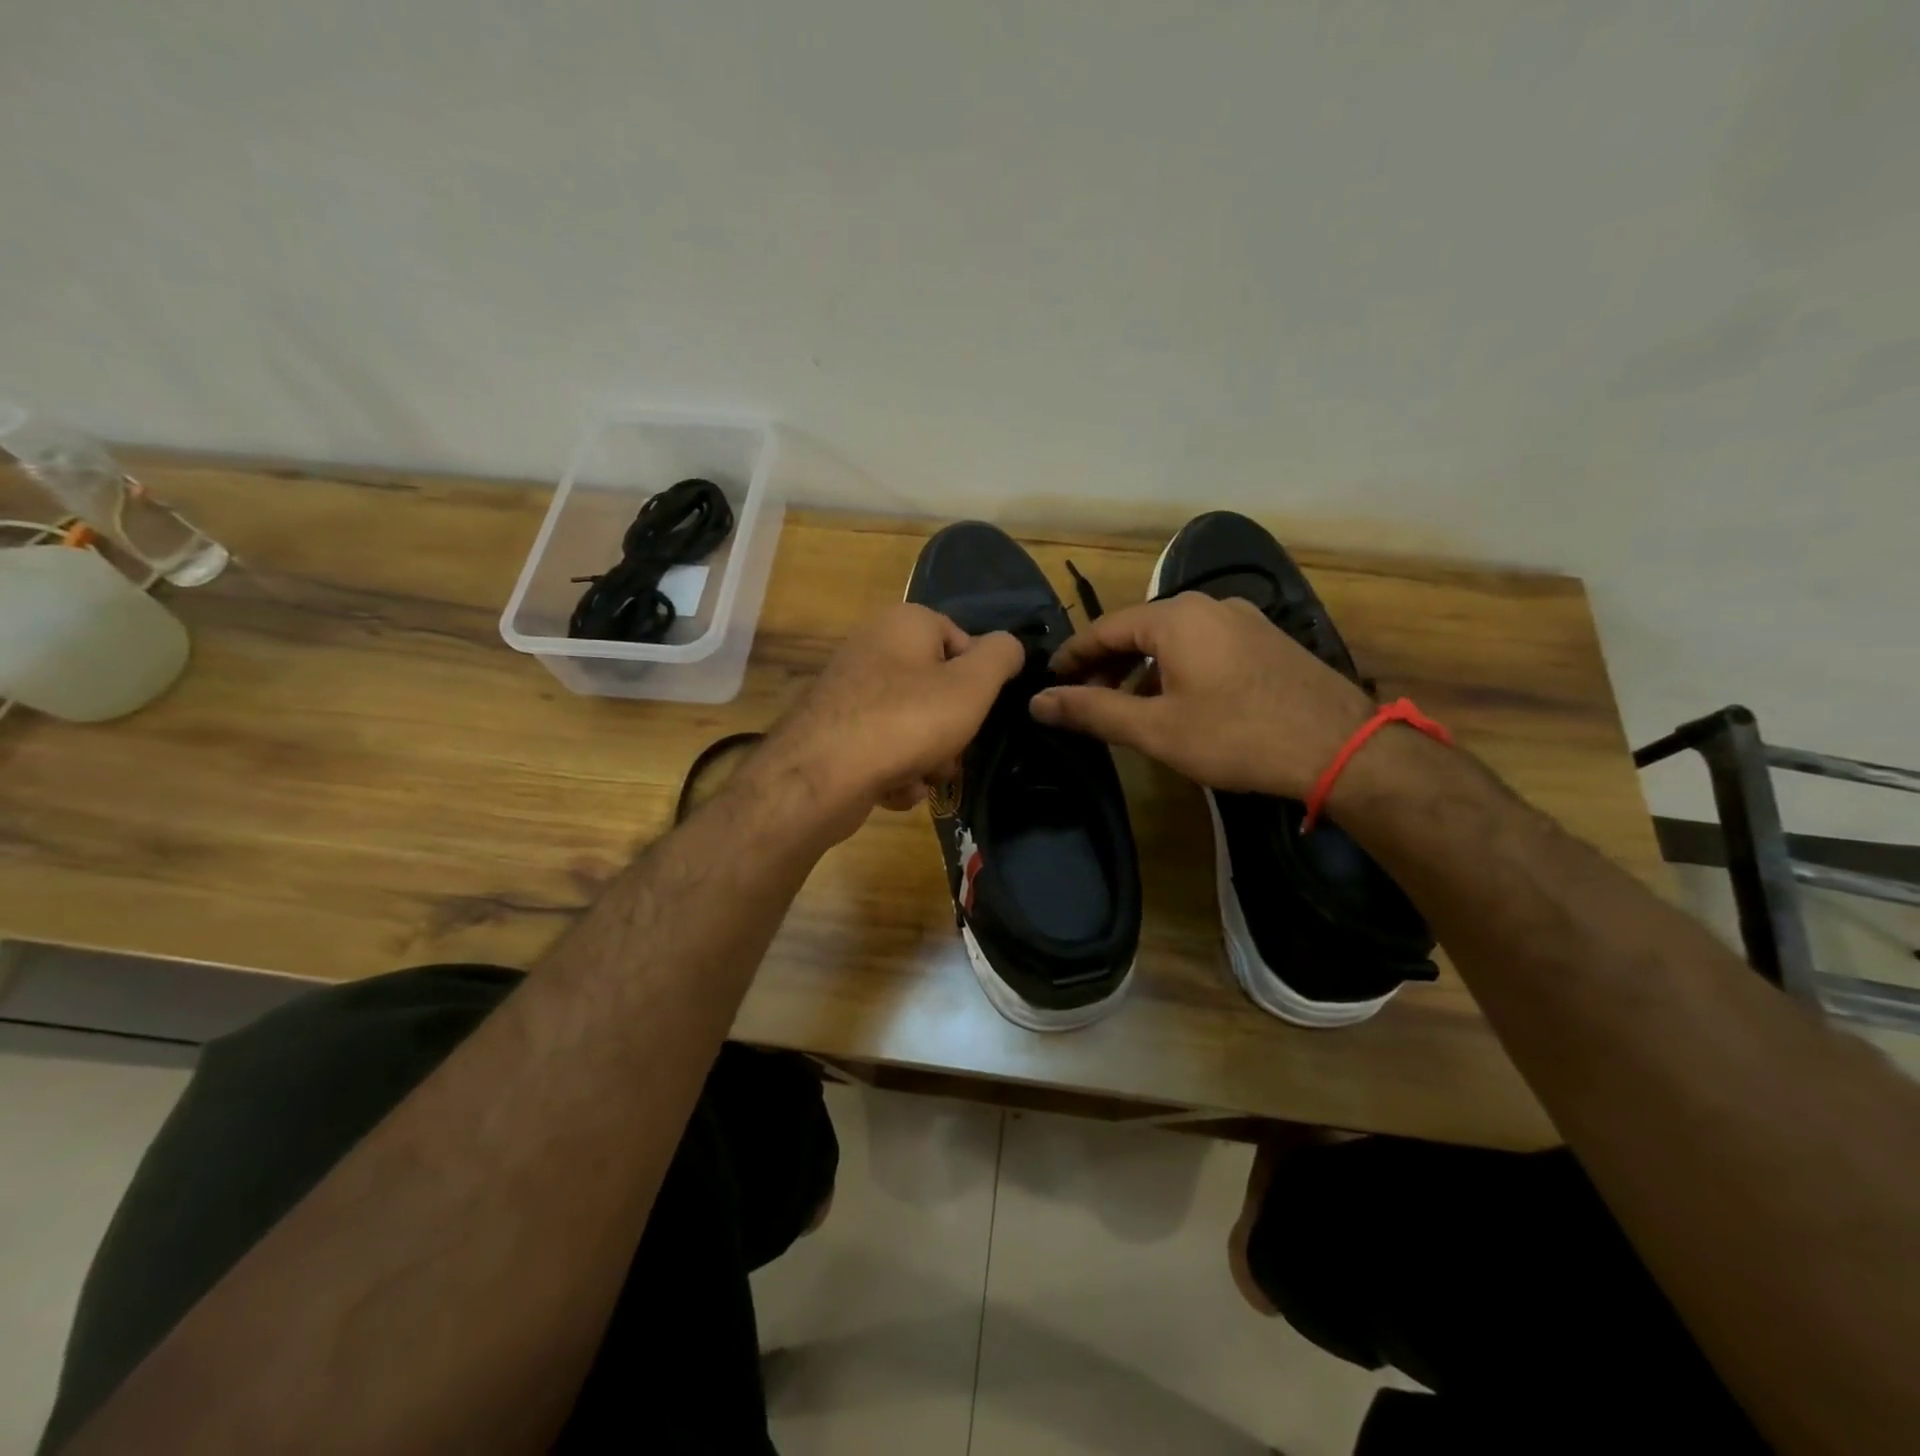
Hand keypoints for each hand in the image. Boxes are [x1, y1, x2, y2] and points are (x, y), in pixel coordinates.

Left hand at [753, 604, 1023, 839]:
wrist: (821, 776)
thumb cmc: (907, 720)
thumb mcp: (972, 685)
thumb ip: (1001, 657)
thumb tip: (1009, 646)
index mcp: (904, 622)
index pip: (962, 640)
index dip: (979, 680)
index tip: (980, 710)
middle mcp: (873, 647)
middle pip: (937, 689)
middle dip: (951, 729)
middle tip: (950, 752)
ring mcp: (849, 691)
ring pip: (913, 725)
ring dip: (927, 758)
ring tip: (920, 776)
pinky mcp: (835, 731)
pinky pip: (883, 748)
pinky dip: (895, 771)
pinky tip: (891, 788)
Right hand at [1028, 593, 1372, 798]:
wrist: (1340, 748)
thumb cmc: (1236, 736)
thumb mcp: (1155, 729)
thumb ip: (1092, 711)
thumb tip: (1038, 702)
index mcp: (1175, 617)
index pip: (1104, 628)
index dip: (1071, 656)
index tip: (1048, 682)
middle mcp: (1208, 605)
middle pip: (1138, 629)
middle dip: (1105, 663)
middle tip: (1082, 698)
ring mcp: (1242, 619)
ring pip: (1172, 638)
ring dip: (1140, 668)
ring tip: (1124, 705)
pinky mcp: (1265, 639)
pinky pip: (1202, 645)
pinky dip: (1174, 667)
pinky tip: (1174, 700)